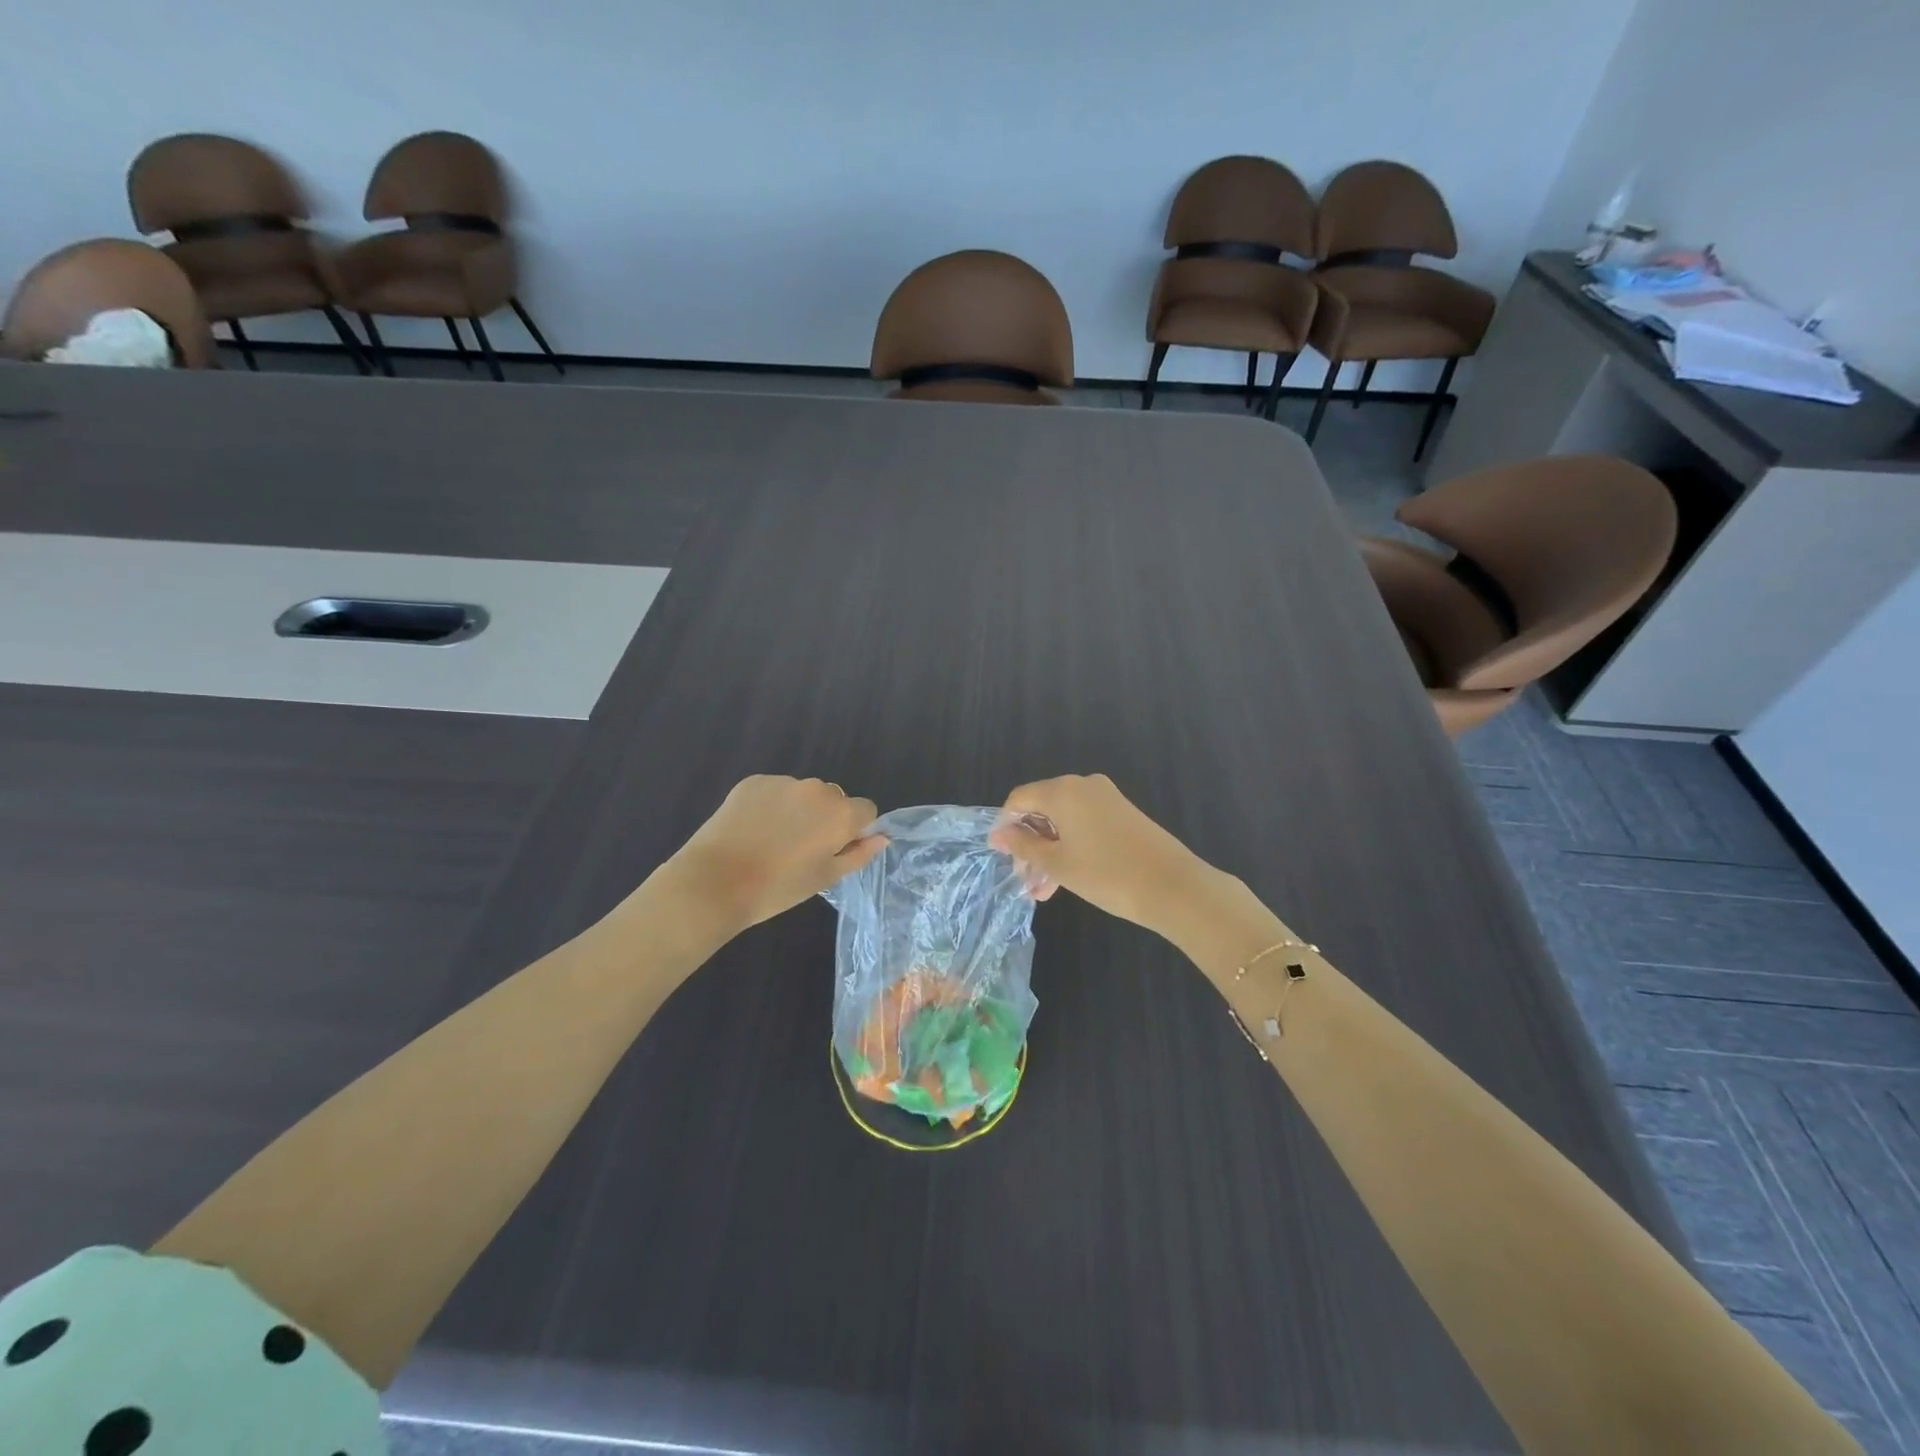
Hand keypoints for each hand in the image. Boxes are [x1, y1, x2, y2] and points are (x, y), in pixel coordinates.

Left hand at [668, 776, 885, 933]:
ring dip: (798, 810)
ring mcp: (783, 782)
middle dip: (826, 818)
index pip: (867, 810)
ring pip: (803, 794)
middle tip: (801, 850)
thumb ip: (859, 854)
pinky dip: (770, 805)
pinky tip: (753, 830)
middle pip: (834, 799)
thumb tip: (882, 837)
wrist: (715, 882)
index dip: (855, 830)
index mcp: (840, 813)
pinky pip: (774, 790)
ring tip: (773, 841)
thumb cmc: (778, 888)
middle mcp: (817, 789)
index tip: (834, 850)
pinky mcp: (753, 782)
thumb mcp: (826, 878)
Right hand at [988, 774, 1214, 932]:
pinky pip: (1085, 823)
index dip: (1006, 826)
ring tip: (1044, 890)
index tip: (1004, 857)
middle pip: (1042, 808)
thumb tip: (998, 834)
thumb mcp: (1057, 863)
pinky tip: (1067, 878)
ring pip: (1064, 820)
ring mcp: (1106, 797)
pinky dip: (1071, 846)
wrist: (1172, 886)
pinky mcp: (1123, 813)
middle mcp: (1083, 785)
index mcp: (1062, 790)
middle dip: (1030, 844)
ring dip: (1050, 851)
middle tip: (1025, 879)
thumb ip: (1024, 845)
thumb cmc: (1106, 874)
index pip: (1019, 799)